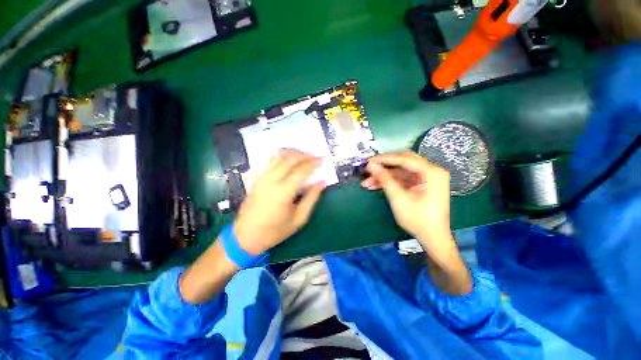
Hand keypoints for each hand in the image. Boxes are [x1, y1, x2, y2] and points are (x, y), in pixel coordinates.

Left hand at [234, 149, 325, 254]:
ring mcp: (260, 179)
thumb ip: (312, 198)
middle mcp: (271, 181)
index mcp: (283, 192)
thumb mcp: (299, 219)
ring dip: (291, 153)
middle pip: (289, 159)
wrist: (246, 237)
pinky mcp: (254, 180)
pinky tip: (281, 157)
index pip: (301, 170)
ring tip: (302, 155)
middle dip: (304, 155)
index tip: (323, 160)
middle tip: (315, 156)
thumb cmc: (275, 231)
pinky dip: (275, 156)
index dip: (314, 163)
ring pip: (277, 157)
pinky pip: (264, 162)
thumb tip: (322, 182)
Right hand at [362, 151, 471, 294]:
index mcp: (432, 173)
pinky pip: (401, 179)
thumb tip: (371, 164)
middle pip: (402, 162)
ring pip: (399, 172)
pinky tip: (374, 186)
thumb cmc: (418, 219)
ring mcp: (425, 178)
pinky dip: (389, 182)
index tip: (368, 161)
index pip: (404, 159)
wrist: (432, 238)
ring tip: (366, 182)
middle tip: (368, 169)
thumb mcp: (398, 198)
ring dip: (383, 176)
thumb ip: (384, 179)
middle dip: (383, 167)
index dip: (384, 159)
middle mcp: (430, 171)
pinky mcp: (419, 184)